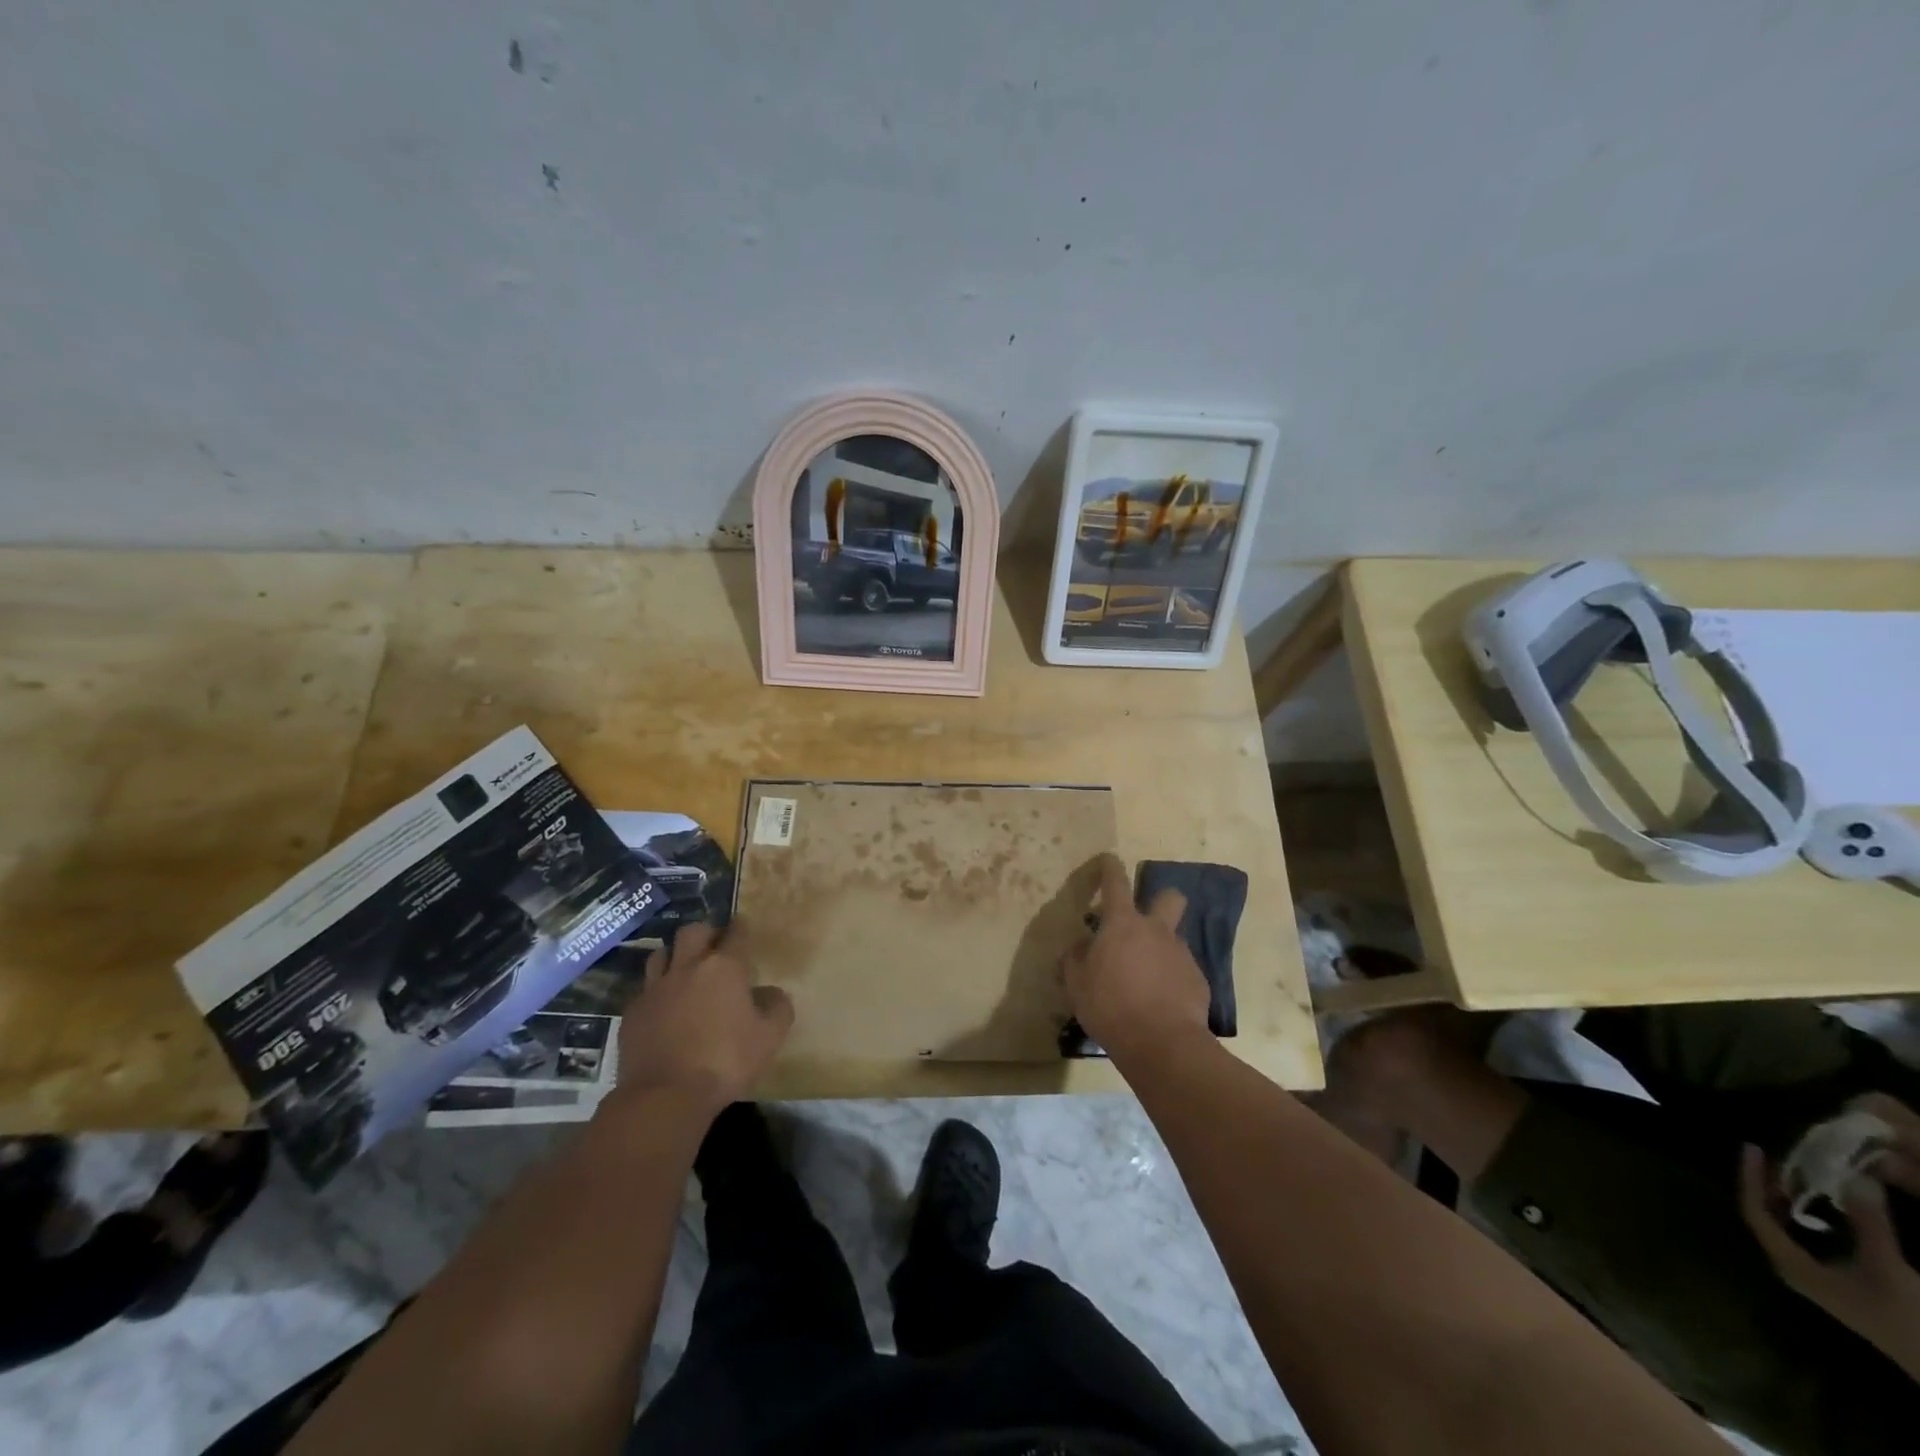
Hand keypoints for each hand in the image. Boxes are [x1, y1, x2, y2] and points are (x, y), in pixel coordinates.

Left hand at [615, 922, 792, 1112]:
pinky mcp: (632, 1012)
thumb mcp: (770, 1036)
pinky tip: (663, 1008)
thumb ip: (777, 1006)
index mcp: (724, 967)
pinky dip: (656, 992)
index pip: (735, 933)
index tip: (743, 927)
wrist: (664, 1096)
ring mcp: (655, 988)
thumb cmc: (725, 1061)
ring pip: (661, 954)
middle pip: (693, 932)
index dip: (741, 928)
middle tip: (714, 947)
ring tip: (684, 971)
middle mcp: (687, 967)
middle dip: (705, 934)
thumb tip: (770, 993)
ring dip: (675, 957)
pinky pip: (644, 989)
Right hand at [1061, 854, 1211, 1064]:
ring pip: (1174, 938)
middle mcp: (1156, 930)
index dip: (1110, 867)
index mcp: (1122, 924)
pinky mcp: (1198, 980)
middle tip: (1144, 921)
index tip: (1108, 859)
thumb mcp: (1077, 984)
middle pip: (1169, 897)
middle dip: (1160, 900)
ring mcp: (1181, 954)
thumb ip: (1075, 959)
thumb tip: (1079, 946)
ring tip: (1146, 977)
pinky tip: (1161, 1002)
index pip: (1115, 882)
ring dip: (1162, 948)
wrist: (1162, 1044)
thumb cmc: (1110, 1007)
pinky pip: (1183, 969)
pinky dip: (1172, 978)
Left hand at [1738, 1096, 1919, 1375]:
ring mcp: (1826, 1279)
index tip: (1751, 1144)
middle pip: (1771, 1213)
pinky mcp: (1855, 1287)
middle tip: (1784, 1144)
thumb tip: (1846, 1172)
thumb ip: (1870, 1222)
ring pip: (1798, 1225)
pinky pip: (1827, 1240)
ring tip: (1812, 1161)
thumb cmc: (1915, 1325)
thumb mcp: (1894, 1271)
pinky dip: (1831, 1216)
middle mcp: (1800, 1268)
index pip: (1754, 1210)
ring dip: (1802, 1195)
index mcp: (1794, 1265)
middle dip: (1773, 1180)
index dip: (1748, 1176)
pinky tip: (1844, 1197)